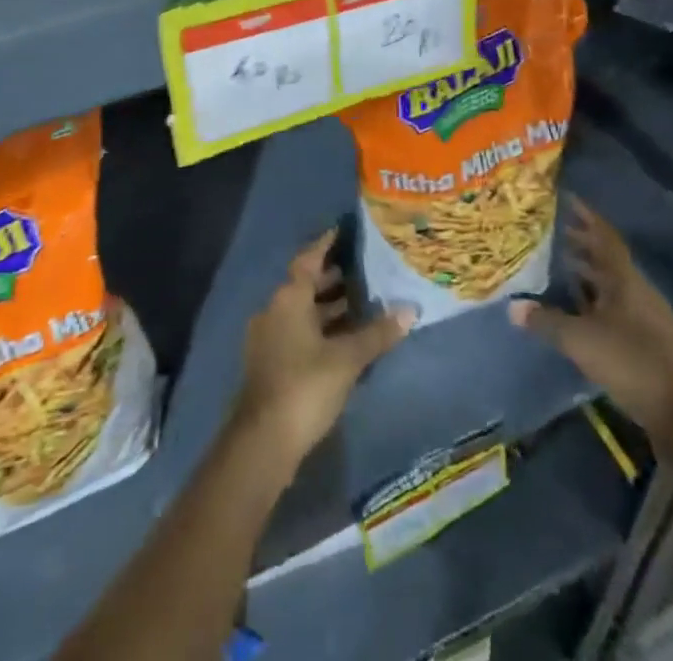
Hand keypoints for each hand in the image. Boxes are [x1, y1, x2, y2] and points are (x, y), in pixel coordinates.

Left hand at [234, 230, 412, 467]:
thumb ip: (377, 333)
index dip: (328, 244)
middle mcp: (275, 309)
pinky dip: (322, 329)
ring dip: (330, 306)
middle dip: (335, 276)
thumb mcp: (347, 359)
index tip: (349, 231)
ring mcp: (270, 337)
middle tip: (368, 268)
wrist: (263, 442)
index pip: (309, 258)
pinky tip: (348, 338)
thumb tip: (409, 310)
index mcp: (288, 297)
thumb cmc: (305, 386)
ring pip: (304, 311)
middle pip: (307, 284)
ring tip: (366, 302)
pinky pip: (300, 332)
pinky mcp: (272, 362)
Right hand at [509, 196, 672, 469]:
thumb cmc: (633, 364)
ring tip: (560, 267)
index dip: (587, 217)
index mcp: (625, 281)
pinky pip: (616, 311)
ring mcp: (646, 320)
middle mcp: (638, 293)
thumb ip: (547, 321)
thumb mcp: (581, 341)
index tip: (567, 199)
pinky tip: (577, 312)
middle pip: (608, 260)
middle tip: (555, 233)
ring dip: (588, 275)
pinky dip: (594, 303)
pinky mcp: (648, 345)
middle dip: (583, 245)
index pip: (605, 237)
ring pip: (612, 287)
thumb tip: (512, 307)